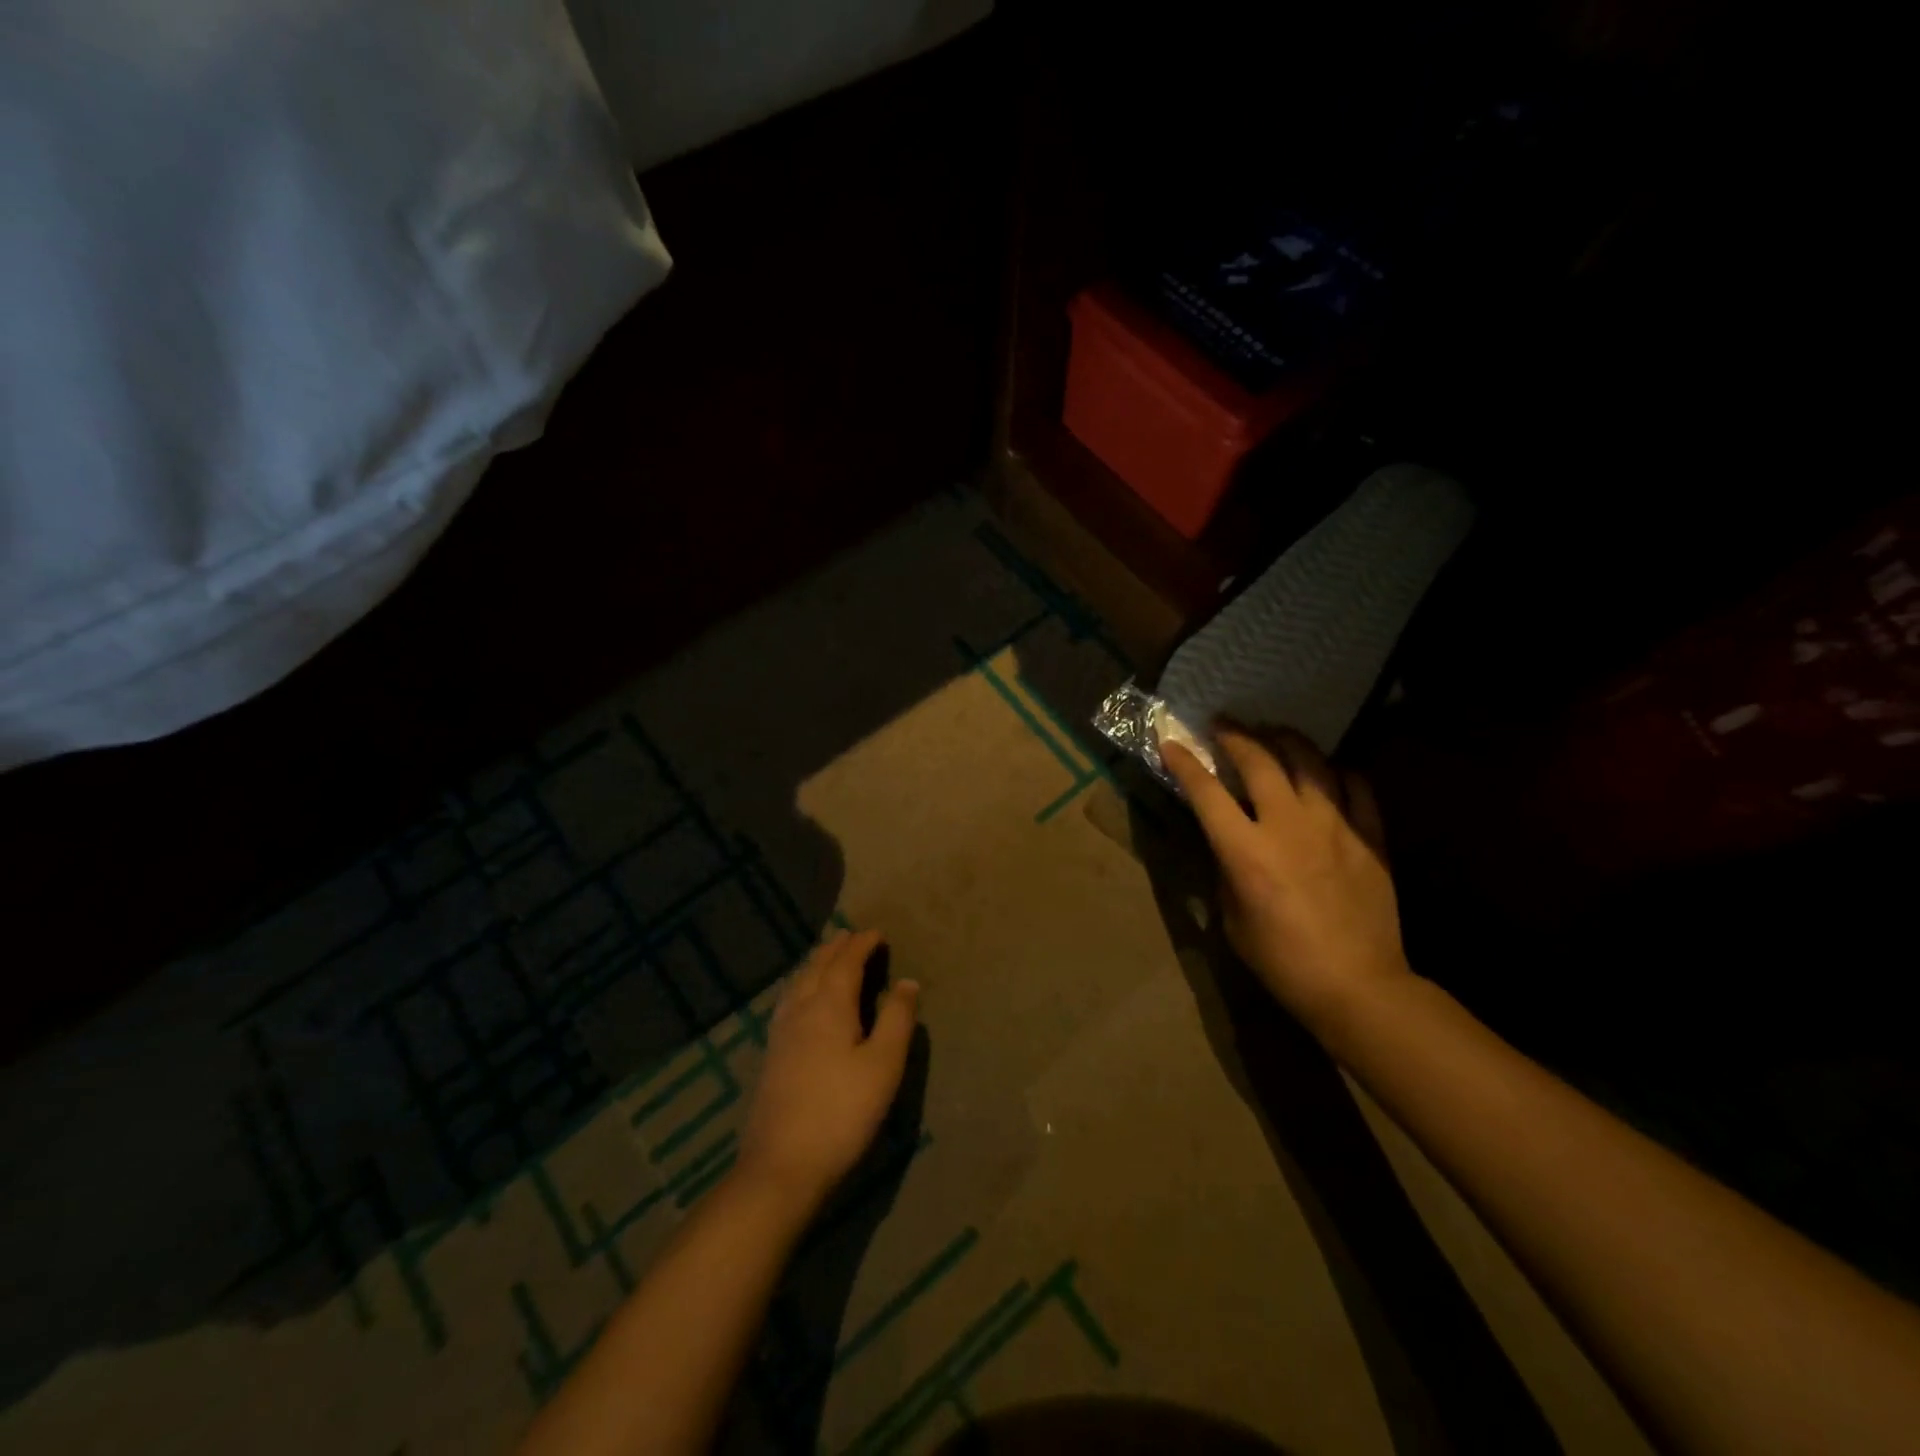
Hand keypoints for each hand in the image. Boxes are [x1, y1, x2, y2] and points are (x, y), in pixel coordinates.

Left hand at [737, 929, 919, 1210]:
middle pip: (817, 966)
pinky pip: (788, 1000)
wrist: (781, 1165)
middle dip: (836, 948)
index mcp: (829, 1005)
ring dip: (816, 963)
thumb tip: (907, 981)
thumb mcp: (883, 1065)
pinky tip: (801, 999)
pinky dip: (801, 984)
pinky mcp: (771, 1054)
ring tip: (827, 957)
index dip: (862, 944)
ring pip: (798, 982)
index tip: (877, 932)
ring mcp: (780, 1032)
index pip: (846, 962)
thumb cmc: (842, 1112)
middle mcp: (801, 1009)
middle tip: (852, 935)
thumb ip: (897, 1019)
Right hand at [1162, 726, 1411, 1024]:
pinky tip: (1326, 770)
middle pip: (1258, 761)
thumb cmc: (1281, 960)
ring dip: (1284, 739)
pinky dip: (1337, 770)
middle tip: (1222, 723)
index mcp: (1246, 852)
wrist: (1357, 986)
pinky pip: (1356, 785)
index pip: (1206, 792)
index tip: (1170, 742)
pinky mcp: (1370, 836)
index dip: (1184, 763)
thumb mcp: (1232, 917)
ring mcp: (1334, 826)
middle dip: (1234, 734)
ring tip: (1271, 732)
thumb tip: (1227, 840)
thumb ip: (1227, 869)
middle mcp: (1288, 826)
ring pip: (1309, 761)